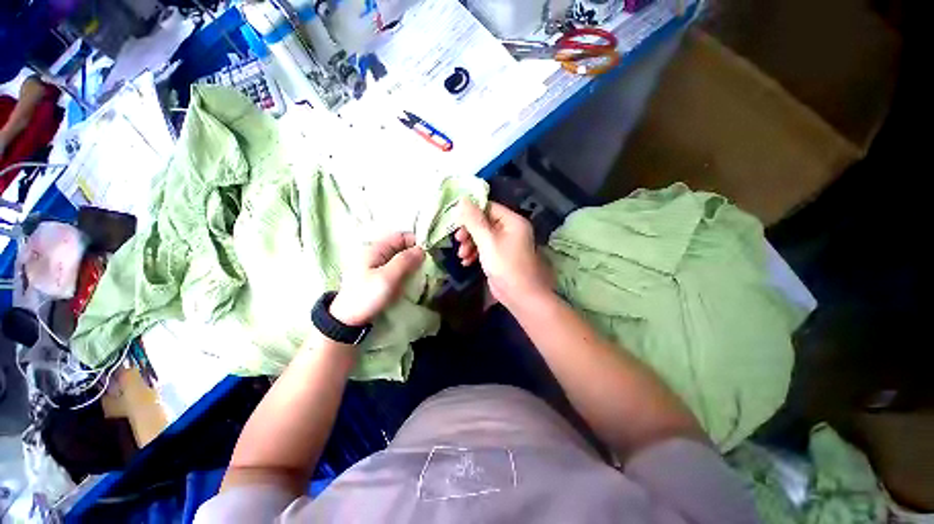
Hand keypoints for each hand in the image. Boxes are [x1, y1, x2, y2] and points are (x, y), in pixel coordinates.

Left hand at [329, 232, 424, 326]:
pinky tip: (409, 279)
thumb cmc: (368, 296)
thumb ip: (405, 261)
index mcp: (375, 249)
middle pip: (400, 246)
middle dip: (414, 254)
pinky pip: (395, 267)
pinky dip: (404, 271)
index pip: (400, 236)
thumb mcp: (388, 277)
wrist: (348, 319)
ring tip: (419, 273)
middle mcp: (376, 253)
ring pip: (399, 257)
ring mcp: (376, 264)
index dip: (415, 242)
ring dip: (410, 263)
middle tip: (425, 266)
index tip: (427, 254)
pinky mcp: (377, 275)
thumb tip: (422, 249)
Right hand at [458, 199, 551, 308]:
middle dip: (469, 232)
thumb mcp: (487, 241)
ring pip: (483, 236)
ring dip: (470, 244)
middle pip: (484, 222)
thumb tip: (462, 199)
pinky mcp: (500, 256)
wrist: (520, 296)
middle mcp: (510, 229)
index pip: (489, 207)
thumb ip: (474, 220)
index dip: (471, 213)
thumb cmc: (505, 265)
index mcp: (512, 221)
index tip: (456, 222)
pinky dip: (475, 253)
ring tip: (462, 256)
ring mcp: (506, 244)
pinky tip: (466, 262)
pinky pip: (485, 248)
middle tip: (458, 240)